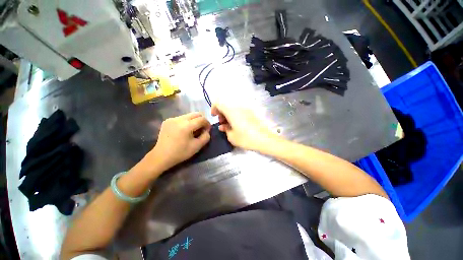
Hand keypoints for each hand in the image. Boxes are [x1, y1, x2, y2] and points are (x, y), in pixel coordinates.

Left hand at [149, 113, 210, 169]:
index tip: (207, 130)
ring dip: (194, 121)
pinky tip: (184, 130)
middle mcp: (179, 119)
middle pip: (196, 114)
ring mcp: (172, 119)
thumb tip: (207, 130)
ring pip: (189, 115)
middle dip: (201, 120)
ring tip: (193, 130)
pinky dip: (186, 122)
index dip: (207, 124)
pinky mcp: (167, 120)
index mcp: (186, 126)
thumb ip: (206, 136)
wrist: (161, 156)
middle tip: (202, 129)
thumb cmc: (180, 153)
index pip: (202, 119)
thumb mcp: (197, 146)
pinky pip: (181, 118)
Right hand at [211, 103, 278, 150]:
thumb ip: (225, 129)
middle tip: (222, 123)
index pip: (219, 102)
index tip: (215, 116)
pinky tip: (236, 125)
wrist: (264, 139)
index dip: (214, 108)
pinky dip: (235, 116)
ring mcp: (246, 109)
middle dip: (221, 113)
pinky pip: (239, 111)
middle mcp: (238, 107)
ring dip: (228, 115)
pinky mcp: (251, 113)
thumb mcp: (232, 137)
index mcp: (231, 111)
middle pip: (226, 105)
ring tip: (229, 126)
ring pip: (233, 108)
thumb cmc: (246, 138)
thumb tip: (223, 126)